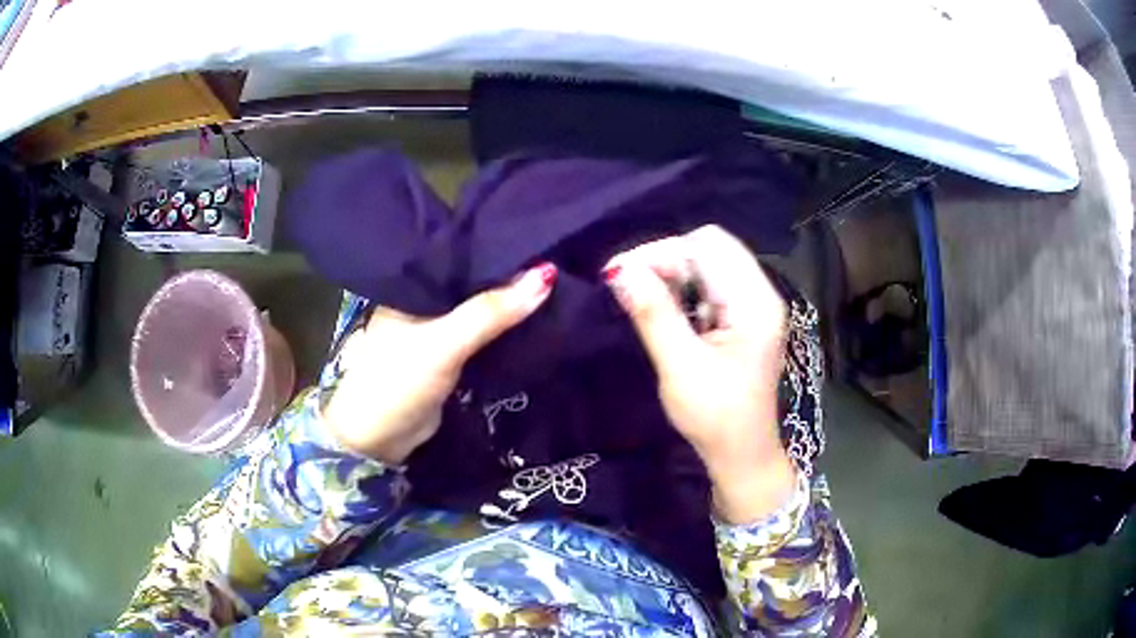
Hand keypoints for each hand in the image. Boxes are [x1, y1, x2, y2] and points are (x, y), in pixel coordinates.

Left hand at [322, 264, 556, 463]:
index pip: (461, 254)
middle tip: (557, 255)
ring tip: (555, 281)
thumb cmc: (399, 380)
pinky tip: (534, 317)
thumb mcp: (444, 342)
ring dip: (509, 304)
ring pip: (480, 310)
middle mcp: (425, 302)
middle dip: (509, 276)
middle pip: (474, 282)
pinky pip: (482, 336)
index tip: (540, 234)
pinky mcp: (449, 357)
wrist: (378, 440)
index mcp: (414, 285)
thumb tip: (546, 275)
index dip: (498, 245)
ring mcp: (436, 331)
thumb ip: (490, 312)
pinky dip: (504, 330)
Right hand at [603, 225, 796, 523]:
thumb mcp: (680, 367)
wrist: (742, 454)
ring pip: (709, 263)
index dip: (661, 251)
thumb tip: (620, 271)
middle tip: (628, 285)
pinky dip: (683, 288)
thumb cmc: (715, 417)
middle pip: (710, 247)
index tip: (619, 274)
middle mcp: (760, 294)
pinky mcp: (744, 317)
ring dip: (672, 273)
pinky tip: (665, 309)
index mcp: (755, 303)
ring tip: (641, 297)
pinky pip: (711, 284)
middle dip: (665, 259)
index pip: (707, 246)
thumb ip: (653, 314)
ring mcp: (754, 305)